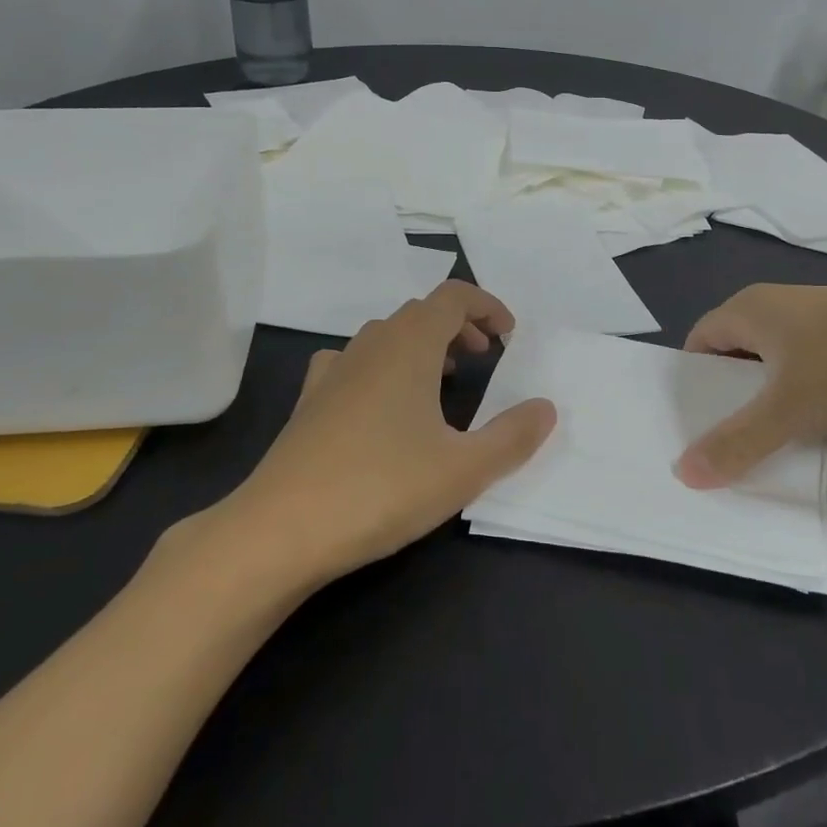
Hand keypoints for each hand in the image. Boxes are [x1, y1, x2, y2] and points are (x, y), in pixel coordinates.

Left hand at [220, 282, 556, 581]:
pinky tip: (382, 404)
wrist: (280, 529)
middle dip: (459, 327)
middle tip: (483, 359)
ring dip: (422, 346)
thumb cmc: (381, 488)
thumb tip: (546, 407)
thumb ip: (513, 436)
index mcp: (409, 345)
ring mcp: (333, 371)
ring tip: (442, 382)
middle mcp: (369, 345)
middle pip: (420, 312)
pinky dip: (381, 368)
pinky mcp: (309, 401)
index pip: (453, 297)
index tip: (509, 336)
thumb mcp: (464, 469)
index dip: (487, 306)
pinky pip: (354, 364)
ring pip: (386, 336)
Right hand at [675, 284, 826, 487]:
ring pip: (773, 370)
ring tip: (755, 450)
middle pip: (733, 357)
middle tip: (716, 447)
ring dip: (765, 407)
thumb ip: (736, 443)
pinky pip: (807, 377)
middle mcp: (777, 309)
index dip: (689, 383)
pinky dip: (799, 405)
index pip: (698, 343)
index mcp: (749, 309)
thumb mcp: (788, 409)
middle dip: (726, 401)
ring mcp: (817, 326)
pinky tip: (805, 438)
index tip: (685, 425)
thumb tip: (683, 474)